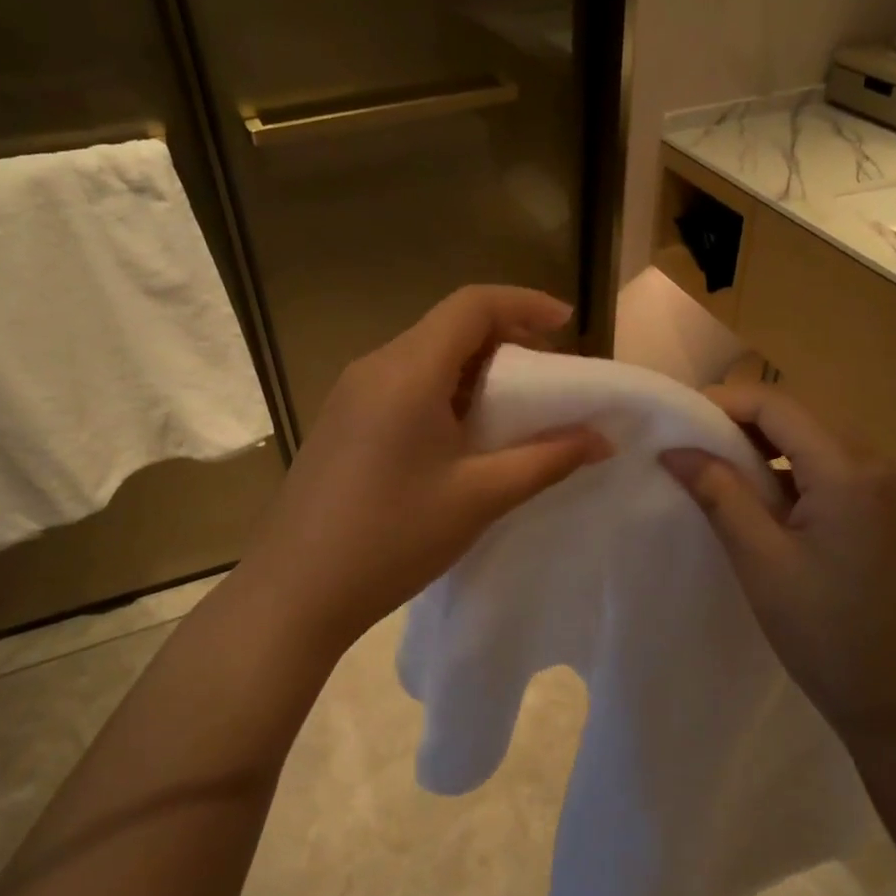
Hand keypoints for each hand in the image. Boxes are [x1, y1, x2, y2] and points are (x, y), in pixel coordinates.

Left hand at [236, 286, 610, 652]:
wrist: (295, 591)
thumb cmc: (392, 538)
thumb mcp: (480, 497)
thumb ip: (547, 460)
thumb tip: (601, 439)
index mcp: (408, 371)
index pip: (472, 305)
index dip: (525, 304)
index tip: (568, 325)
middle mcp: (375, 366)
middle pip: (449, 326)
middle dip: (506, 338)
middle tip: (549, 375)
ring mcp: (350, 393)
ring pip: (425, 354)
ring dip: (474, 368)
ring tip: (512, 408)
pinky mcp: (341, 420)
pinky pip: (401, 382)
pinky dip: (443, 389)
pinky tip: (460, 435)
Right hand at [660, 383, 895, 742]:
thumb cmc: (827, 634)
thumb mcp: (761, 560)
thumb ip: (719, 493)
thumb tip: (675, 450)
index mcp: (848, 470)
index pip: (775, 405)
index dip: (722, 402)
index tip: (677, 422)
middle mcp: (877, 465)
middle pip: (798, 418)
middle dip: (740, 424)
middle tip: (692, 449)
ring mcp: (891, 491)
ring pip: (815, 444)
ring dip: (766, 450)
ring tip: (720, 476)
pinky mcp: (892, 515)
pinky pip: (834, 472)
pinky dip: (793, 474)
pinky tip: (766, 505)